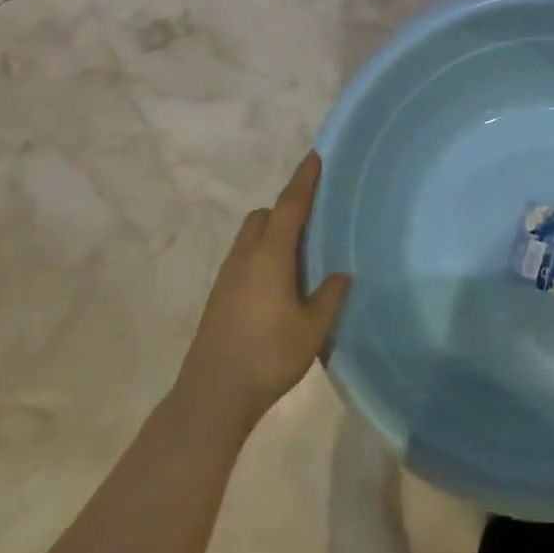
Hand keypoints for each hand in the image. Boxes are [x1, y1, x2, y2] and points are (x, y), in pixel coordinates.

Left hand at [179, 153, 351, 430]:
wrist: (212, 395)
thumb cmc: (268, 355)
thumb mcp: (313, 328)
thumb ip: (330, 296)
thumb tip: (340, 274)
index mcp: (270, 256)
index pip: (290, 206)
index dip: (303, 181)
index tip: (314, 157)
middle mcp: (245, 257)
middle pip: (264, 216)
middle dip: (286, 208)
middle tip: (313, 220)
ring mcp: (227, 276)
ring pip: (250, 237)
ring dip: (271, 232)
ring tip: (298, 253)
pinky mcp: (218, 296)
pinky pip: (243, 257)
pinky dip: (261, 254)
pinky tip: (277, 283)